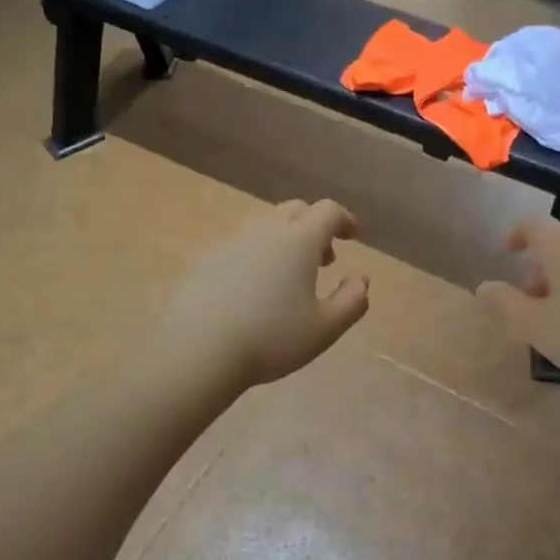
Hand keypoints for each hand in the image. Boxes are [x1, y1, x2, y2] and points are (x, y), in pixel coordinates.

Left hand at [159, 199, 370, 390]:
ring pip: (265, 226)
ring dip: (285, 240)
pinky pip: (240, 245)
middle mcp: (265, 231)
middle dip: (315, 227)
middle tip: (324, 260)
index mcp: (299, 240)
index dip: (344, 219)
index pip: (328, 211)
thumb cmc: (271, 338)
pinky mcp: (206, 260)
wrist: (198, 349)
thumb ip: (352, 301)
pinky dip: (257, 255)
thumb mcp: (325, 329)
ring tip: (289, 278)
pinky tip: (253, 290)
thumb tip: (361, 280)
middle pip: (296, 210)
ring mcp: (231, 242)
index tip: (351, 236)